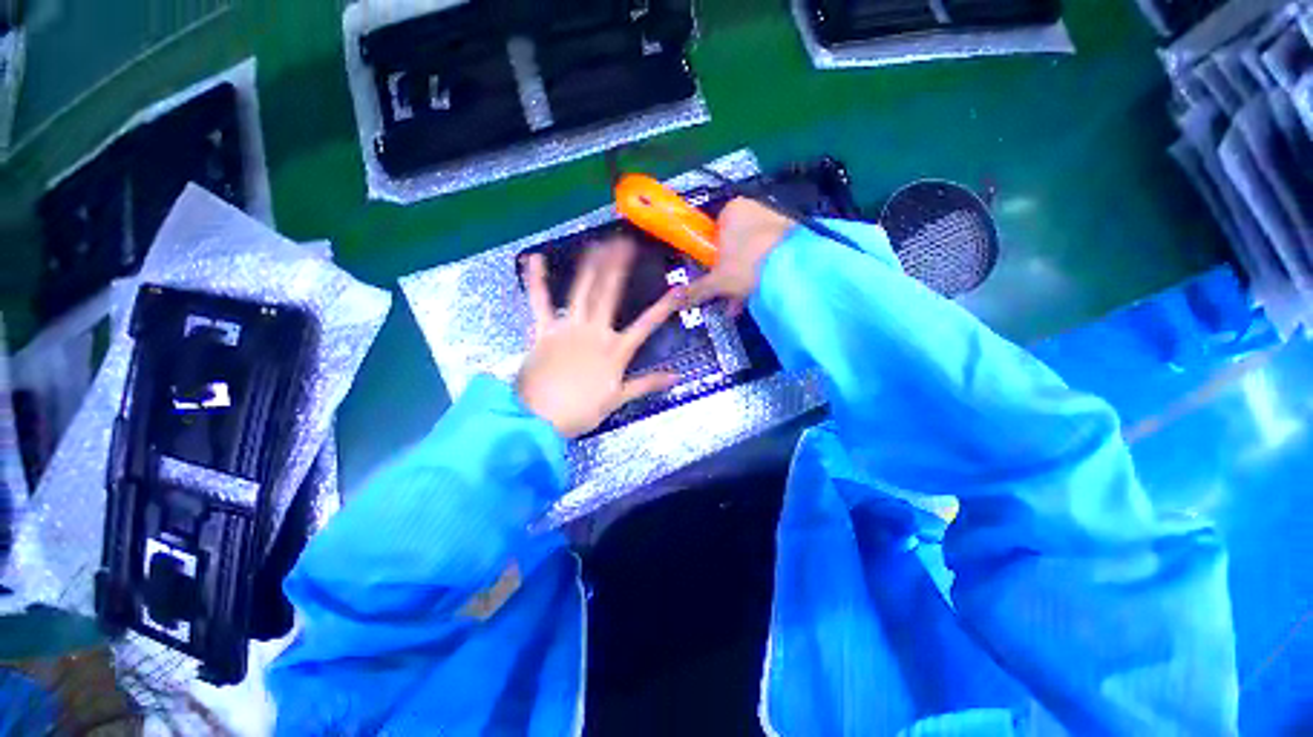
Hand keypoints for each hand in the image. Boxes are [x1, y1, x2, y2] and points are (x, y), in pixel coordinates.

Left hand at [517, 238, 683, 438]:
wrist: (541, 418)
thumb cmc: (581, 411)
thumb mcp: (618, 399)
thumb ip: (647, 384)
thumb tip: (677, 377)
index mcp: (616, 350)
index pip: (646, 325)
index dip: (664, 307)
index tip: (679, 289)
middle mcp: (595, 331)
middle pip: (610, 294)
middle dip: (619, 267)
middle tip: (626, 242)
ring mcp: (568, 327)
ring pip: (582, 290)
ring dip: (590, 266)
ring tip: (598, 243)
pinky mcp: (544, 329)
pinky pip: (539, 301)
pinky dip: (536, 281)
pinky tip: (535, 259)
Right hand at [686, 197, 796, 311]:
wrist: (797, 266)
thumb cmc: (747, 265)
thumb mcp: (717, 282)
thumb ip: (695, 290)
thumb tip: (672, 301)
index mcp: (731, 210)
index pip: (714, 231)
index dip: (712, 255)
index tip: (714, 275)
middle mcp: (754, 208)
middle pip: (734, 243)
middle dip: (729, 272)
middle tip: (728, 293)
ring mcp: (777, 218)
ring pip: (753, 251)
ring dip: (746, 277)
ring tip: (743, 302)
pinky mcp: (795, 233)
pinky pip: (771, 253)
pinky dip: (764, 272)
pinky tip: (761, 294)